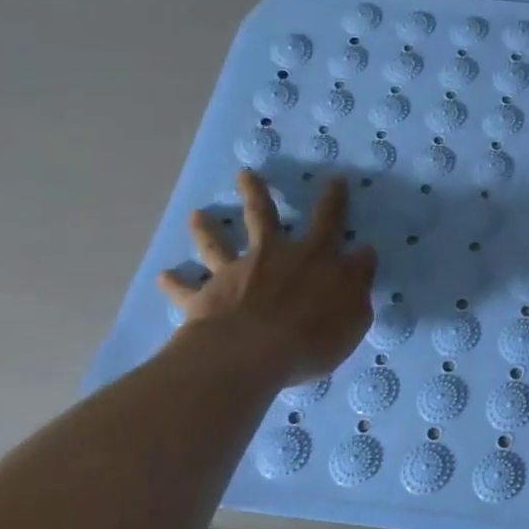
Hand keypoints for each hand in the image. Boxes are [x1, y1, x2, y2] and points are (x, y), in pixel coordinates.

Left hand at [158, 170, 377, 382]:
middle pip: (263, 218)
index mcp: (314, 258)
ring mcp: (235, 274)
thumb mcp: (354, 314)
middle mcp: (272, 256)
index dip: (333, 201)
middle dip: (257, 194)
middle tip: (245, 174)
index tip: (335, 179)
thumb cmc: (313, 336)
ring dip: (207, 230)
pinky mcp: (205, 297)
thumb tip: (364, 253)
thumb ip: (358, 283)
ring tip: (197, 215)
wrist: (251, 354)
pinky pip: (186, 289)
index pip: (328, 222)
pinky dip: (174, 283)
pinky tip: (163, 277)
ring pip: (218, 244)